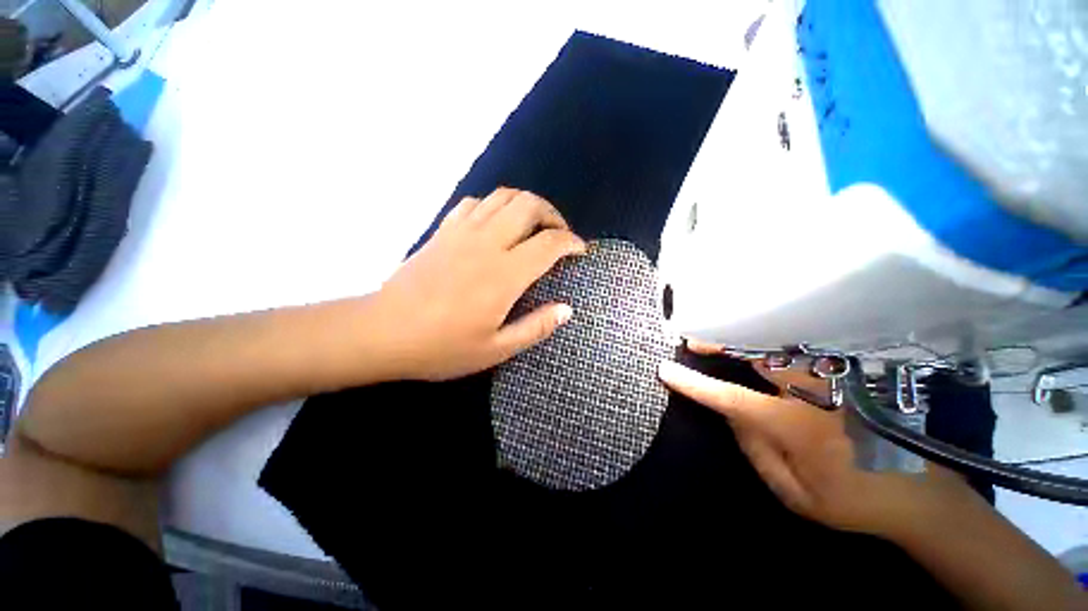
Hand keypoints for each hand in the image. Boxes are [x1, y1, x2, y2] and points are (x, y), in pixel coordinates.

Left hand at [373, 188, 586, 380]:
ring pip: (503, 196)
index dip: (571, 242)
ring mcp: (462, 231)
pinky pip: (475, 202)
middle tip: (558, 234)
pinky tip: (496, 224)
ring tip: (532, 226)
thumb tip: (567, 309)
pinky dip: (494, 206)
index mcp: (504, 274)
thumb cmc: (442, 346)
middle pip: (529, 205)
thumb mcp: (496, 349)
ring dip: (526, 205)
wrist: (383, 332)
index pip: (549, 243)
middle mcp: (487, 243)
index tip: (580, 250)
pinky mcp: (443, 230)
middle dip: (553, 214)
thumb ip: (536, 327)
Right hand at [658, 342, 969, 538]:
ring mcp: (833, 381)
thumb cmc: (851, 499)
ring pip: (780, 347)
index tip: (666, 370)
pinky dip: (775, 343)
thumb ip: (756, 449)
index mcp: (793, 425)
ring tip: (721, 337)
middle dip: (720, 344)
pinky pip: (803, 352)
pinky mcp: (847, 379)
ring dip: (745, 339)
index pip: (730, 397)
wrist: (920, 494)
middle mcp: (810, 393)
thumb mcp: (793, 492)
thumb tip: (734, 414)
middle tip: (694, 340)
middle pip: (756, 355)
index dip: (694, 384)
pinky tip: (760, 343)